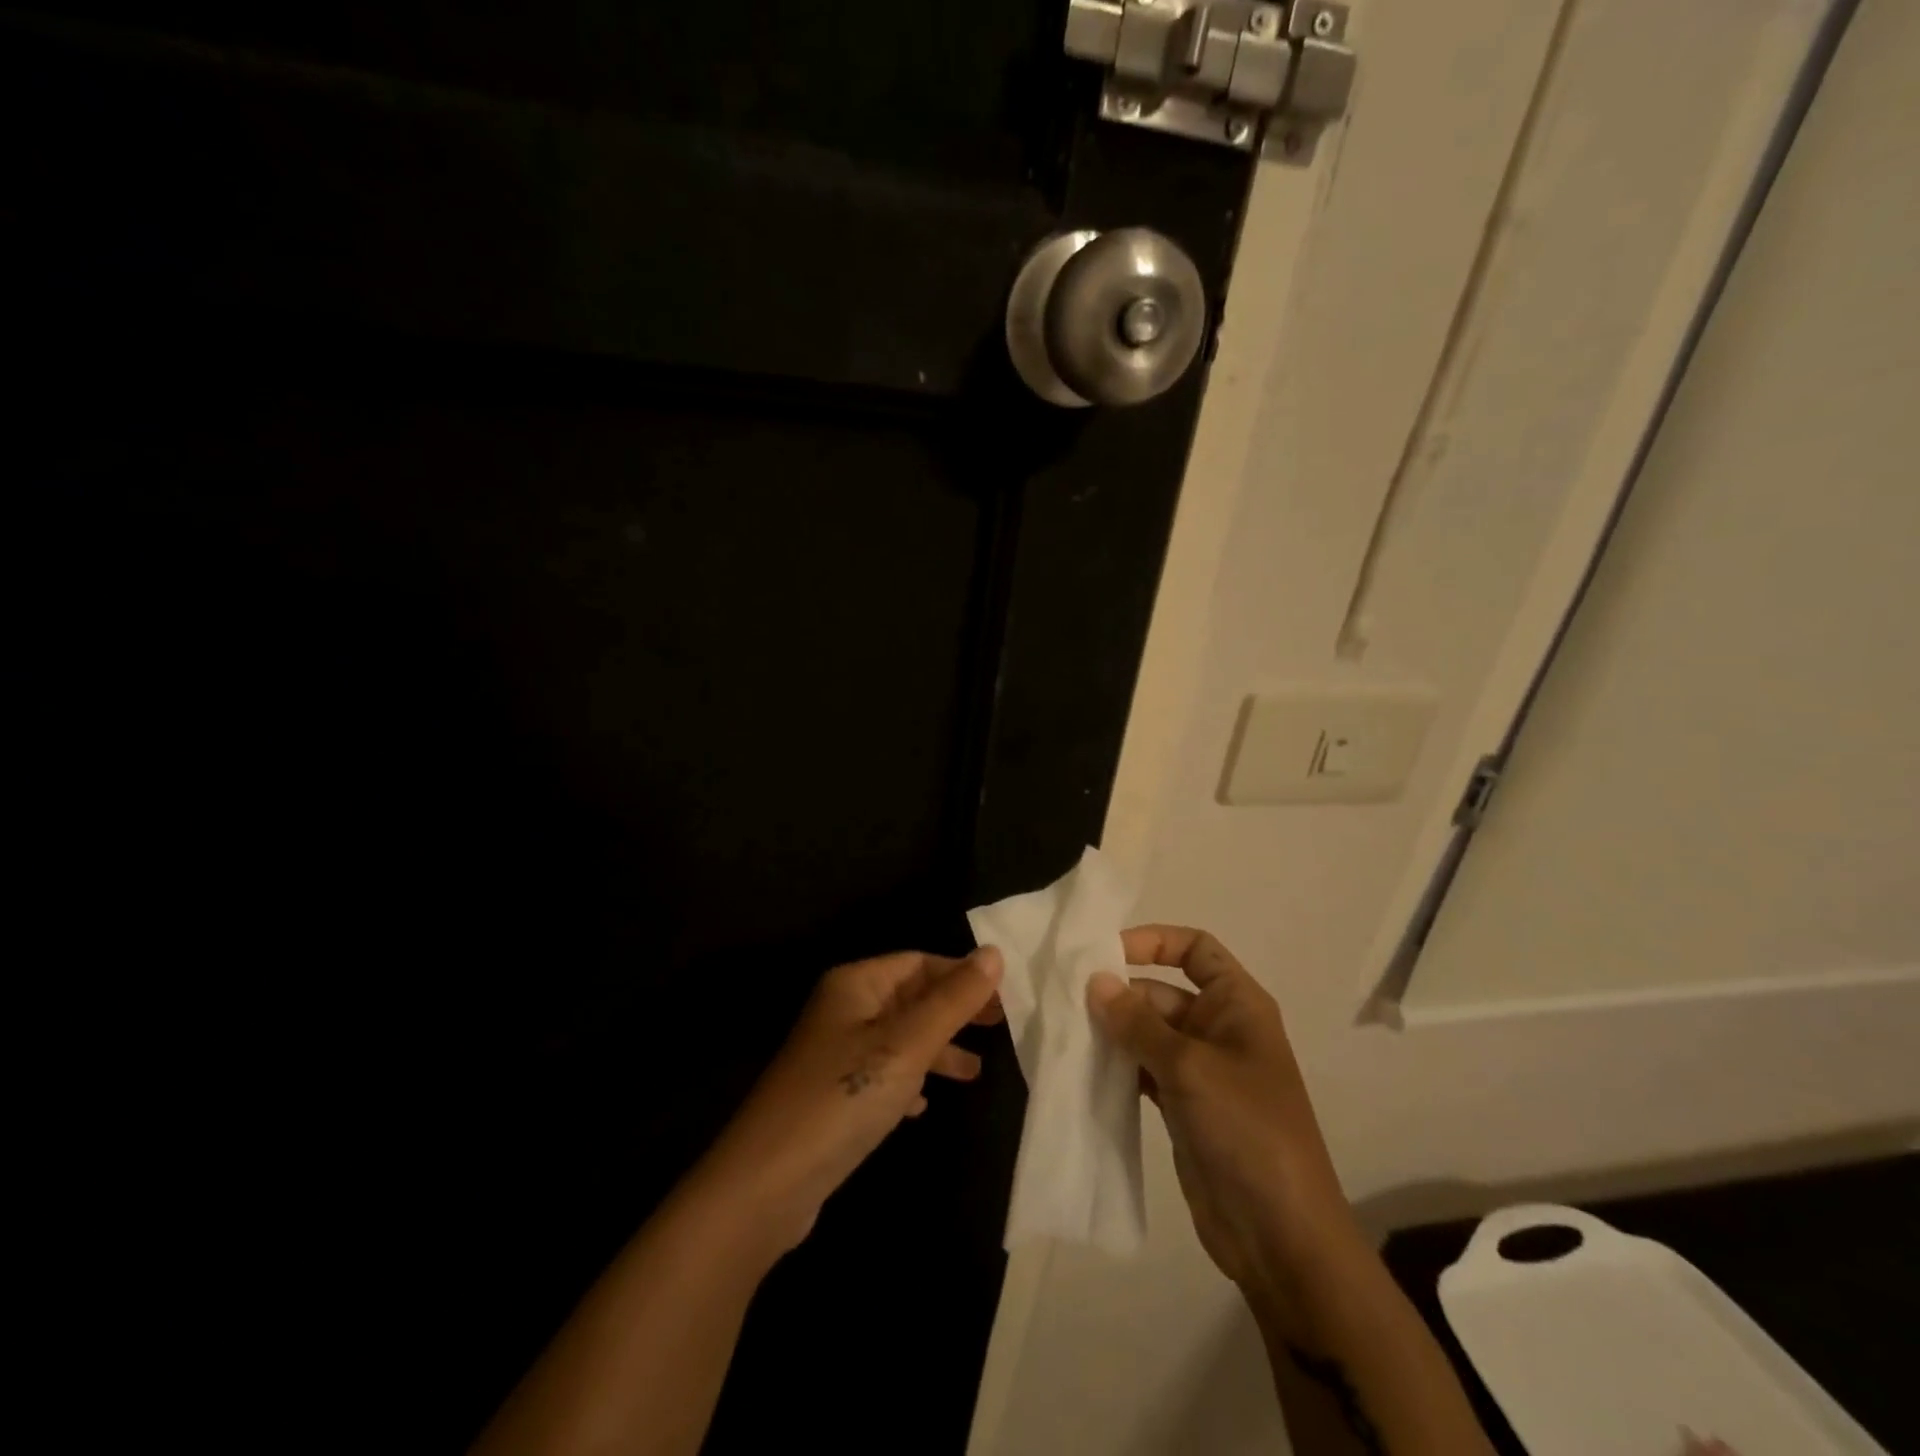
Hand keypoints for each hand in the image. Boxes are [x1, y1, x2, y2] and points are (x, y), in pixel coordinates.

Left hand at [699, 946, 1004, 1254]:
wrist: (766, 1184)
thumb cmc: (843, 1098)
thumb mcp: (907, 1044)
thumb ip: (953, 1001)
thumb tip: (995, 954)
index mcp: (855, 984)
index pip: (918, 962)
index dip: (961, 975)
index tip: (1005, 999)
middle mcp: (843, 1010)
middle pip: (910, 998)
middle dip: (953, 1012)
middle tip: (1000, 1029)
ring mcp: (835, 1054)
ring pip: (899, 1038)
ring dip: (937, 1050)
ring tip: (976, 1073)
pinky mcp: (833, 1096)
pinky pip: (882, 1075)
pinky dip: (908, 1082)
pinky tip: (923, 1106)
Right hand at [1087, 926, 1361, 1301]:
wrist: (1281, 1235)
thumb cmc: (1246, 1130)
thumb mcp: (1189, 1067)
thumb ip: (1138, 1022)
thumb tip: (1094, 980)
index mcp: (1238, 1004)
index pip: (1195, 949)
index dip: (1154, 941)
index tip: (1106, 953)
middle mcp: (1219, 1028)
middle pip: (1162, 990)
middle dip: (1120, 993)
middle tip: (1068, 1000)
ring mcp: (1200, 1070)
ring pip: (1148, 1032)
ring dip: (1113, 1031)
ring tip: (1066, 1031)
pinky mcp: (1182, 1105)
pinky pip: (1143, 1069)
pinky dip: (1117, 1066)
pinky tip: (1083, 1068)